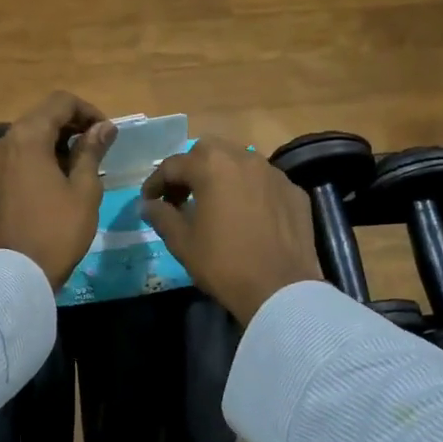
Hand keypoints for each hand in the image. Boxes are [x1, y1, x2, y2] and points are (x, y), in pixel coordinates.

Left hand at [0, 93, 117, 289]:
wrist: (16, 273)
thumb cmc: (57, 230)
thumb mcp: (84, 189)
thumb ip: (92, 151)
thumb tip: (104, 127)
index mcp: (27, 136)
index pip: (61, 102)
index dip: (88, 111)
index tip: (107, 133)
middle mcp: (4, 140)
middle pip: (42, 116)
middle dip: (72, 125)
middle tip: (98, 148)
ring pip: (29, 136)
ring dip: (56, 142)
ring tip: (81, 165)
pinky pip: (18, 156)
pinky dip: (39, 157)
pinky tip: (58, 177)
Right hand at [140, 138, 322, 323]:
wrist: (280, 289)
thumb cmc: (224, 264)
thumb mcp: (182, 243)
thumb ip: (162, 216)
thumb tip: (148, 205)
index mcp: (212, 167)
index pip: (174, 165)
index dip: (155, 183)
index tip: (148, 201)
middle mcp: (245, 159)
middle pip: (209, 152)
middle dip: (190, 169)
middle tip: (180, 197)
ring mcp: (274, 173)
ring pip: (240, 161)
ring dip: (221, 175)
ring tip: (213, 203)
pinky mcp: (294, 191)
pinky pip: (264, 182)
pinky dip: (248, 190)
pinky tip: (246, 215)